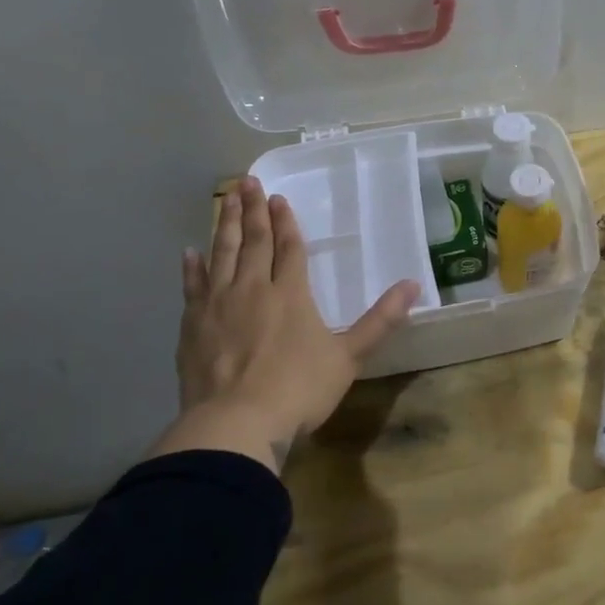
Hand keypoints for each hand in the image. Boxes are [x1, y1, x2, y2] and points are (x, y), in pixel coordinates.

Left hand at [151, 177, 418, 472]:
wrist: (236, 424)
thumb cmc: (298, 389)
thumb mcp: (349, 357)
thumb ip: (380, 320)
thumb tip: (414, 285)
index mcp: (290, 293)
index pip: (289, 247)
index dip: (286, 222)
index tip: (278, 198)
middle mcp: (253, 288)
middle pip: (254, 241)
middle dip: (253, 211)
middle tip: (247, 181)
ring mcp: (218, 305)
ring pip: (222, 254)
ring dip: (224, 226)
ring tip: (224, 199)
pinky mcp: (192, 326)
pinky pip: (192, 287)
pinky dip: (192, 268)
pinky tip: (190, 252)